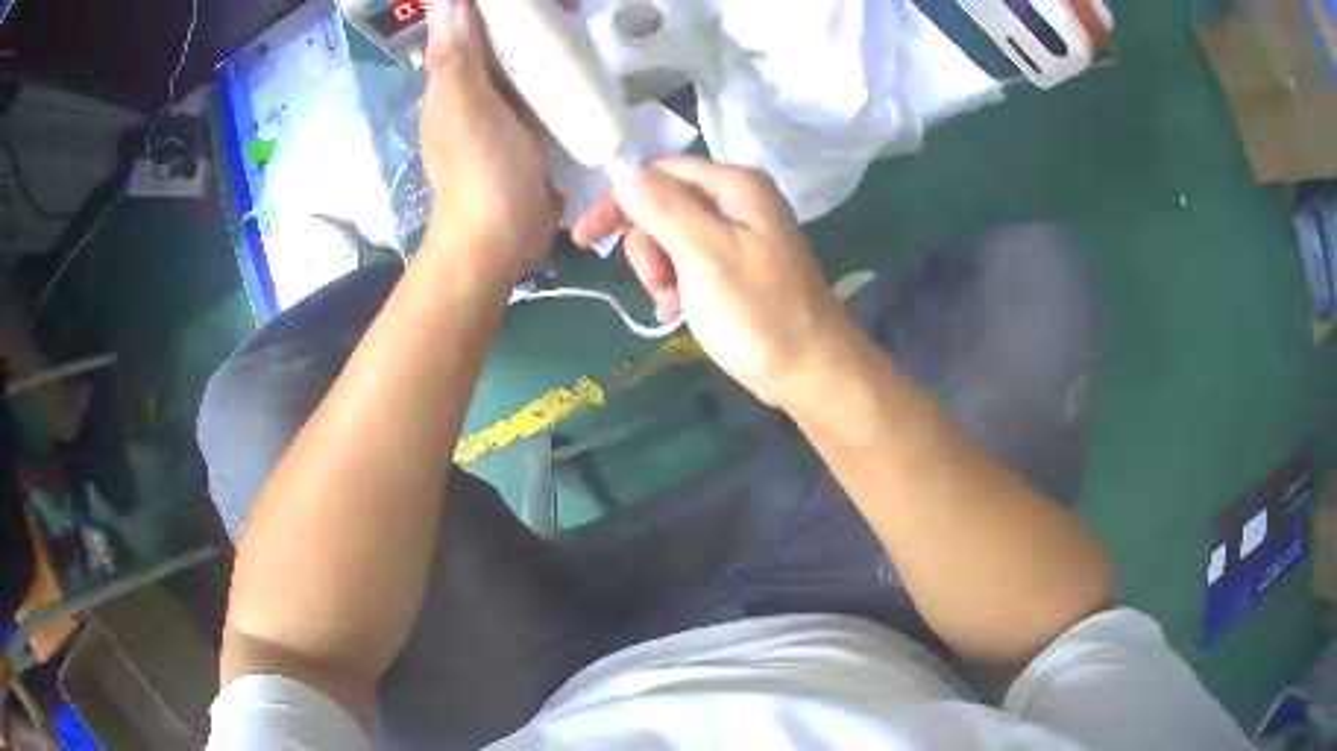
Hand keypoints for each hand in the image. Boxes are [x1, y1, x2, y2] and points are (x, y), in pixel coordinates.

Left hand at [419, 0, 557, 278]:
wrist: (500, 242)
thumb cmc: (480, 173)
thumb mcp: (464, 108)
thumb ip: (456, 56)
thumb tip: (446, 0)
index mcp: (450, 81)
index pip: (465, 26)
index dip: (490, 5)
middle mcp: (473, 91)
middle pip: (496, 42)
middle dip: (524, 19)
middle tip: (563, 7)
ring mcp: (503, 112)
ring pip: (520, 64)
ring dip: (543, 43)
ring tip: (577, 22)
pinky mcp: (530, 131)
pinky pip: (541, 90)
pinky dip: (556, 73)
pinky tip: (581, 64)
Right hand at [572, 159, 856, 407]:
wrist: (810, 371)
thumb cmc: (758, 314)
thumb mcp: (705, 256)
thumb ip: (664, 208)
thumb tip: (623, 170)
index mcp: (734, 186)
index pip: (658, 173)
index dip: (618, 201)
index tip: (585, 240)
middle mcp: (738, 200)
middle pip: (664, 204)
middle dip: (648, 246)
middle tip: (656, 284)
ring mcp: (741, 234)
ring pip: (672, 236)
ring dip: (660, 271)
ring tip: (671, 304)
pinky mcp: (739, 265)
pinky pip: (690, 261)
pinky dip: (676, 284)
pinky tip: (676, 311)